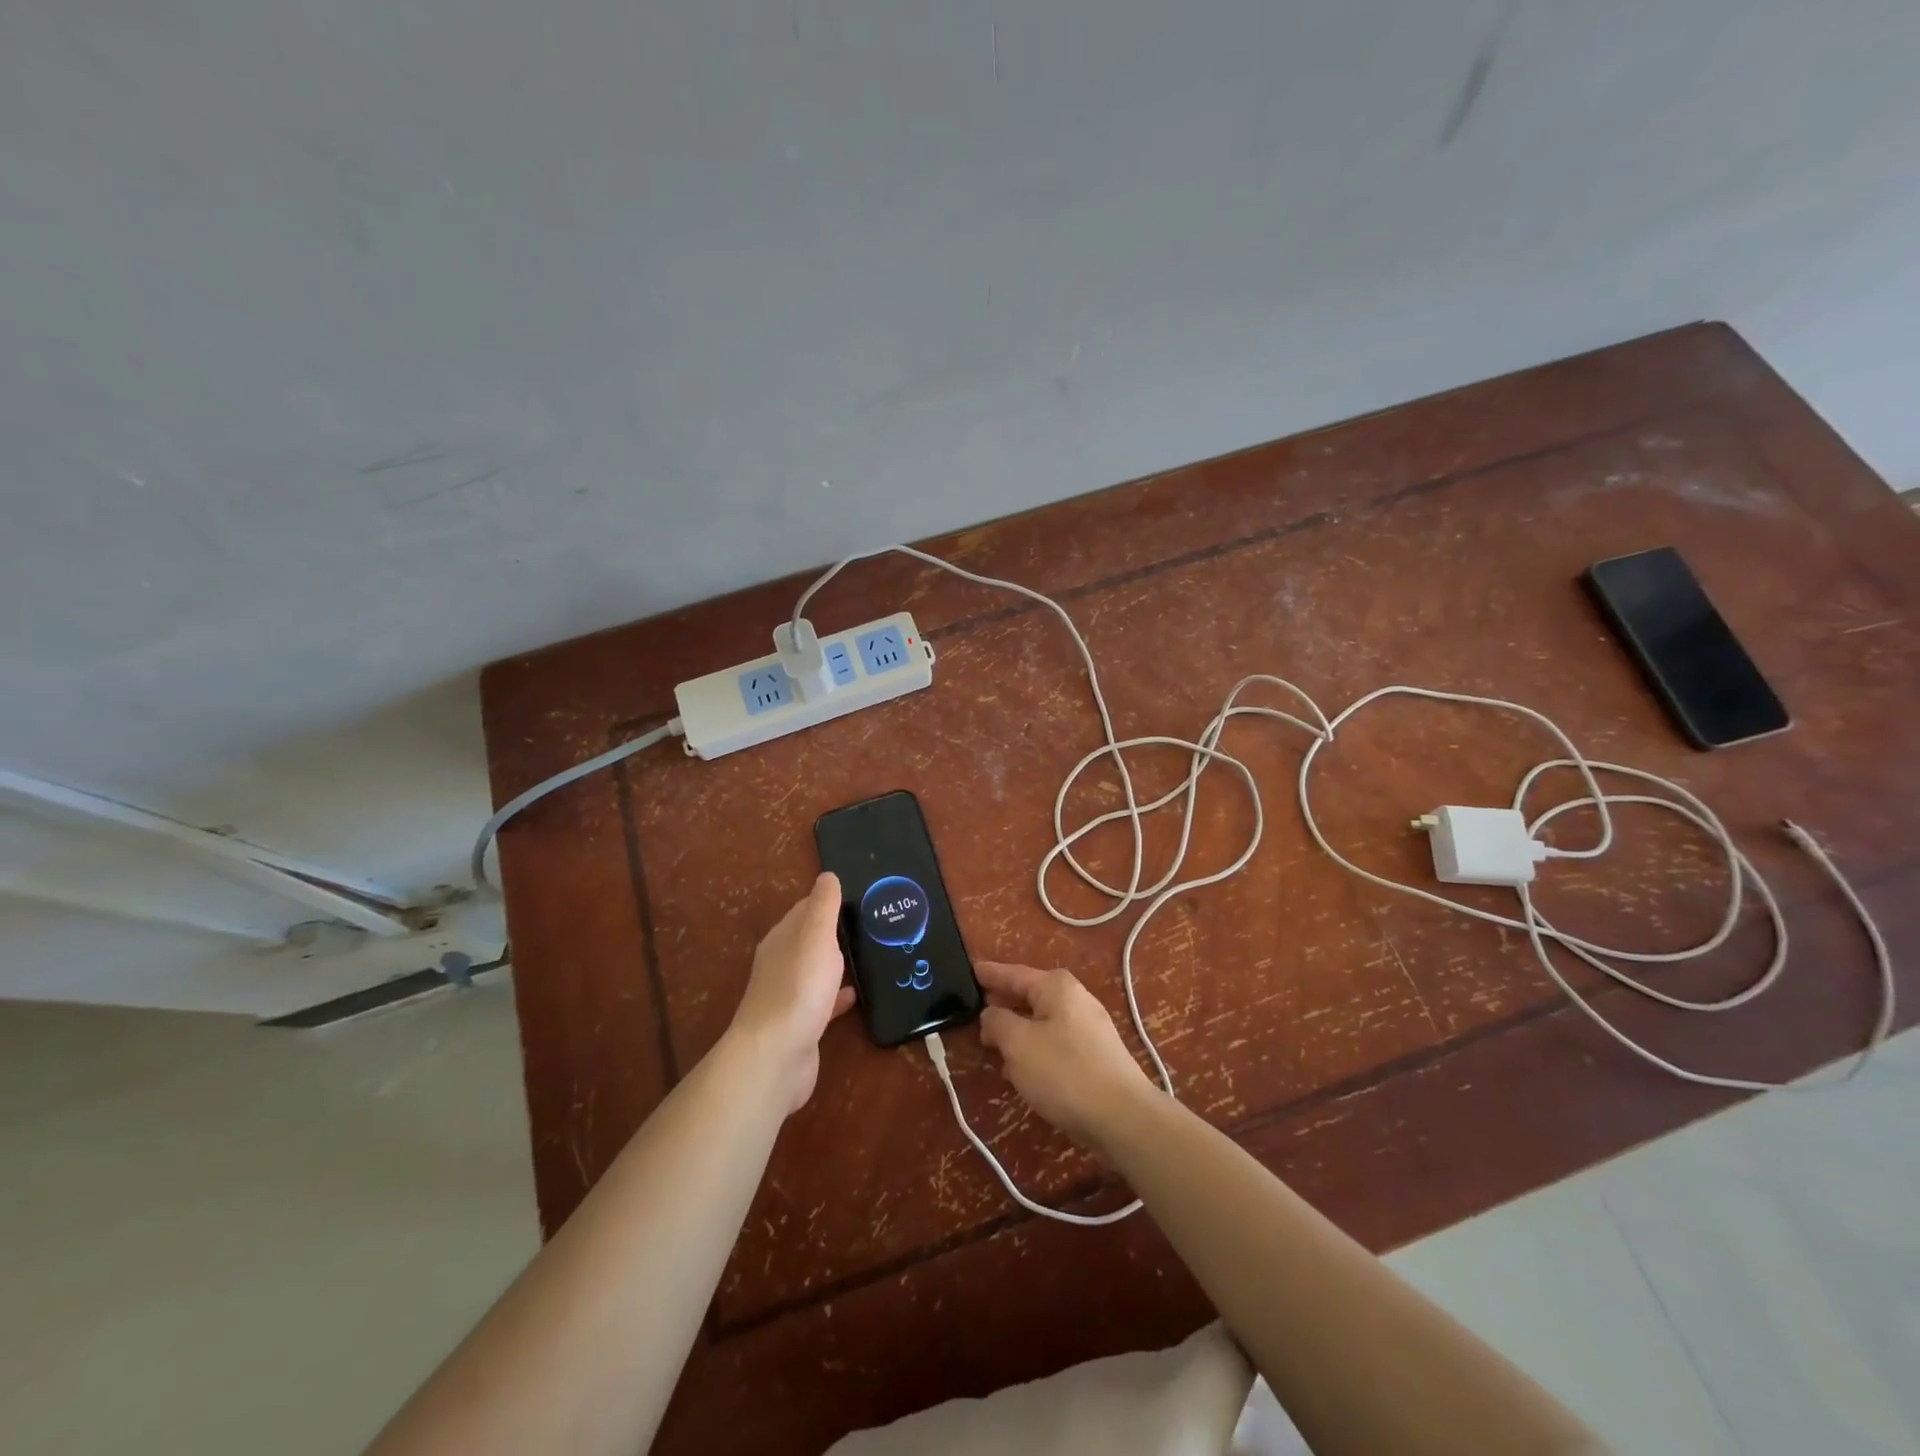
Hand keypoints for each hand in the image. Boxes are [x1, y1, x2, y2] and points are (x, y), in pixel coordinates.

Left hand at [730, 873, 856, 1113]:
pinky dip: (839, 995)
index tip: (861, 895)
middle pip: (811, 939)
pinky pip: (824, 1001)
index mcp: (782, 938)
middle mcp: (781, 963)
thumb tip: (827, 875)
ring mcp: (790, 995)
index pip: (805, 909)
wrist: (776, 1056)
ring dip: (839, 962)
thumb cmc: (799, 987)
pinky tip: (859, 995)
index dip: (829, 899)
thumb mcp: (816, 937)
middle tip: (875, 924)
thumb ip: (823, 906)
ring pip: (818, 970)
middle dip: (837, 931)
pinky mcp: (801, 1023)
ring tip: (874, 954)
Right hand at [976, 961, 1154, 1153]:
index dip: (991, 974)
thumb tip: (992, 1014)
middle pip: (1030, 995)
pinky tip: (1021, 1068)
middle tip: (976, 1010)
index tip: (972, 970)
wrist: (1123, 1117)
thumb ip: (998, 1022)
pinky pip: (1055, 1042)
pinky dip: (1035, 1048)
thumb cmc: (1064, 1072)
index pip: (1015, 973)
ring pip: (1042, 1021)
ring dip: (1018, 1030)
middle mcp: (1075, 999)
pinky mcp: (1096, 1055)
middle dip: (1004, 1003)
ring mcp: (1090, 1027)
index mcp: (1056, 987)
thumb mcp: (1018, 1044)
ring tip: (992, 1043)